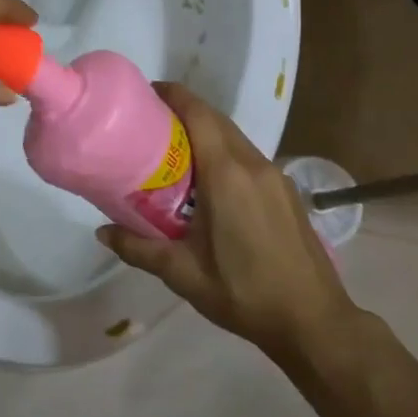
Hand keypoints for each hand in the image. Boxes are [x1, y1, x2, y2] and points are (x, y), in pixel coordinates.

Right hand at [96, 83, 361, 368]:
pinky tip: (207, 181)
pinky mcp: (286, 191)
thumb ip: (139, 248)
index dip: (172, 95)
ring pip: (233, 137)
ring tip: (172, 150)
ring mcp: (275, 176)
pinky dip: (223, 152)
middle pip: (215, 119)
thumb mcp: (183, 273)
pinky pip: (248, 156)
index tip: (144, 94)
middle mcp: (253, 164)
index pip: (198, 114)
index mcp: (226, 174)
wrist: (315, 322)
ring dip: (204, 132)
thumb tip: (102, 231)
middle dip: (183, 111)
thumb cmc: (244, 293)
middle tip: (148, 123)